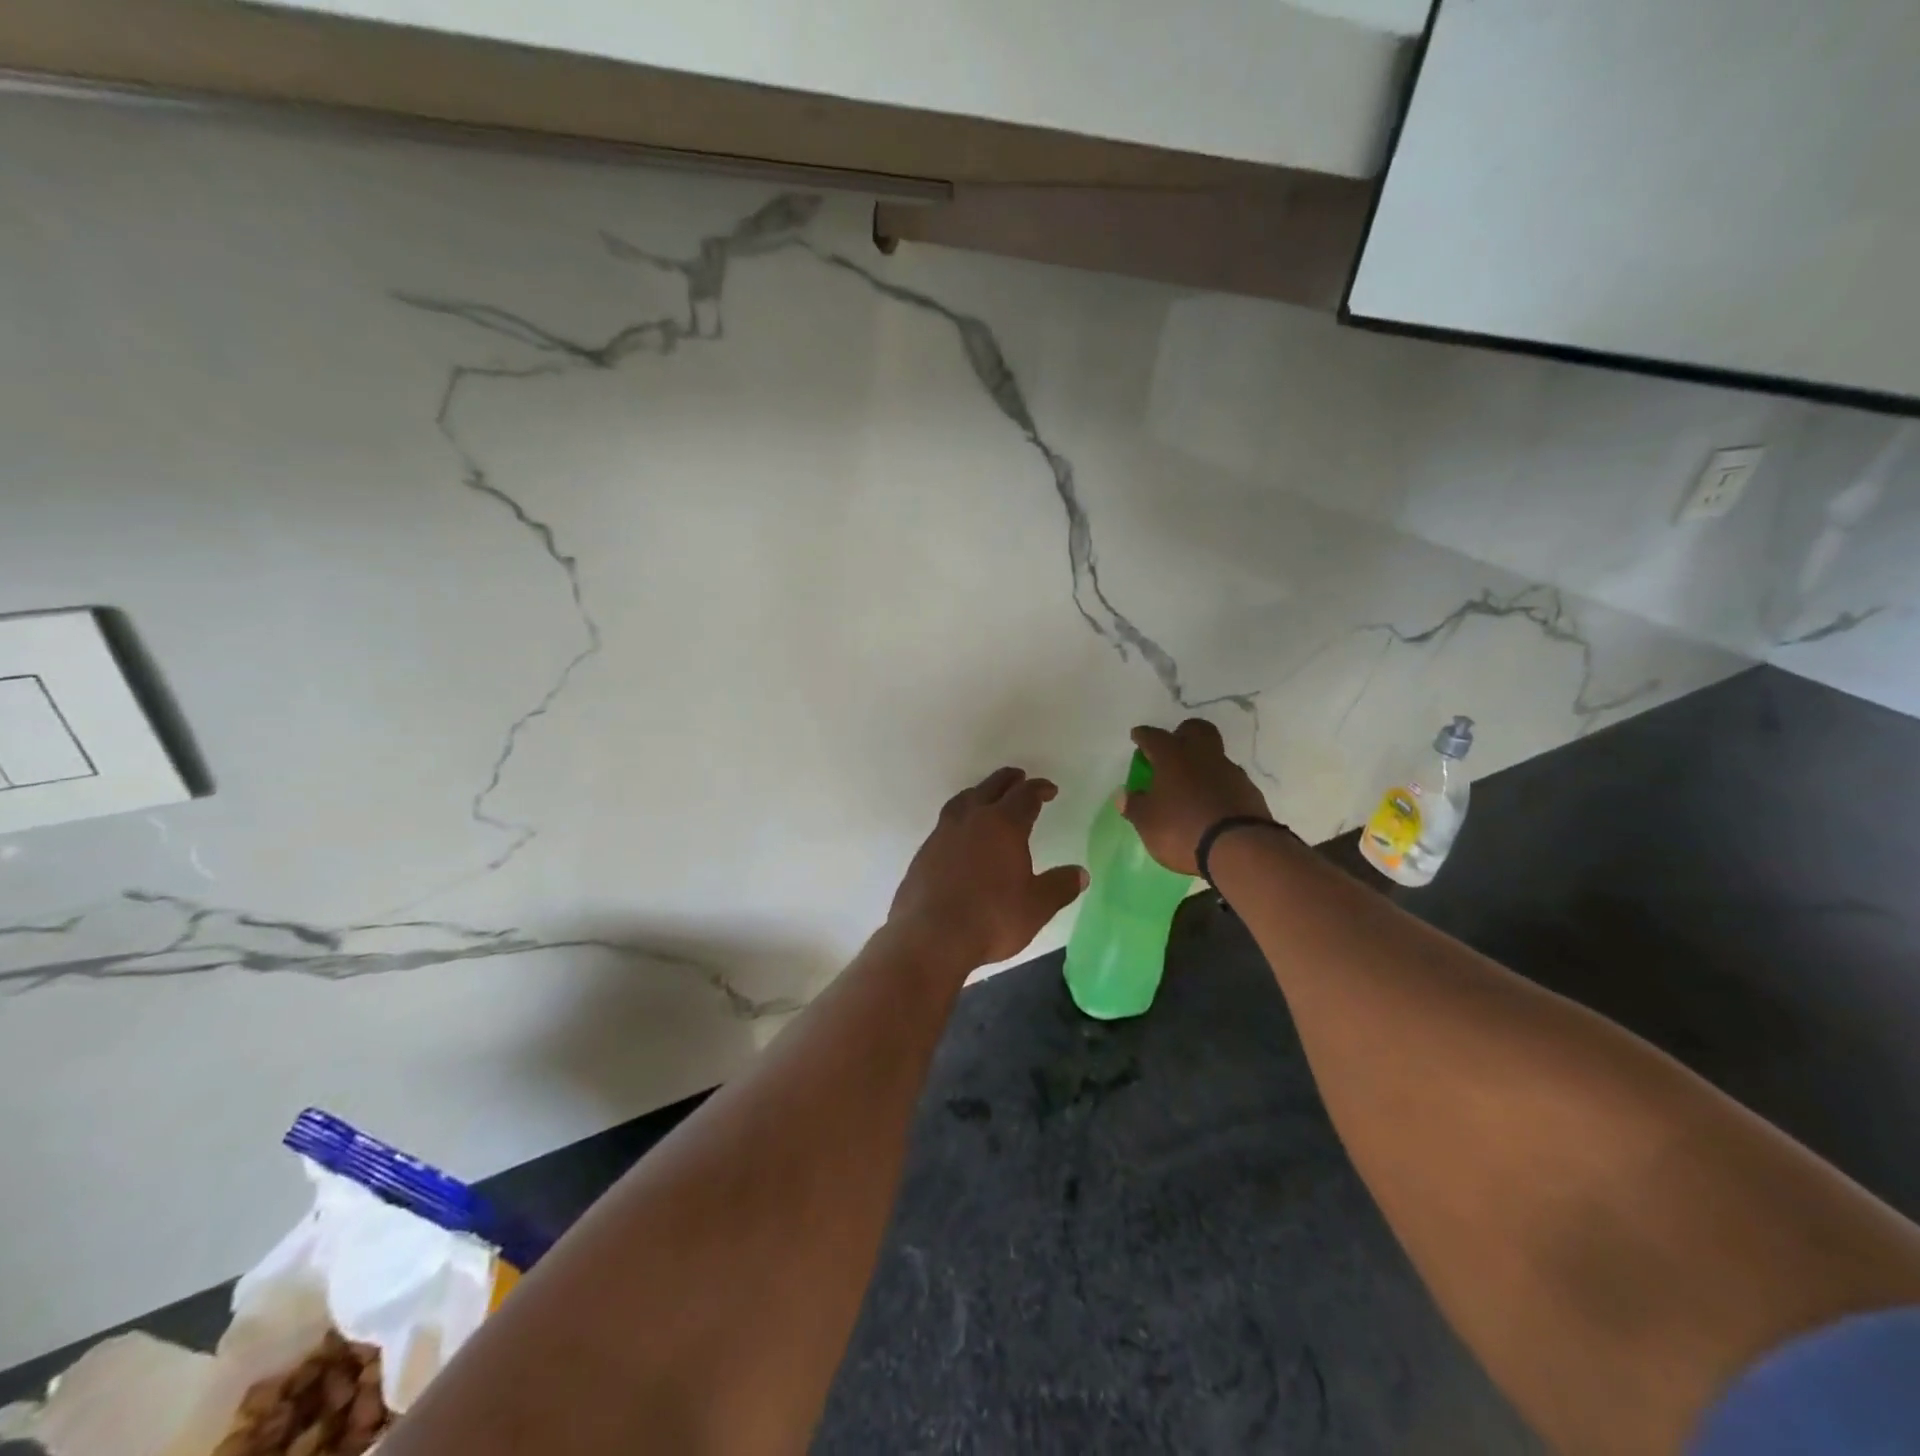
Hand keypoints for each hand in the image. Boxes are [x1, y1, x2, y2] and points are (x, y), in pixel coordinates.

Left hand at [889, 767, 1088, 968]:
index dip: (1039, 789)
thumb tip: (1081, 874)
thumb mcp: (1036, 906)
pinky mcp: (924, 852)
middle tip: (1018, 777)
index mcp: (1003, 825)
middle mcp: (971, 820)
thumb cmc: (991, 918)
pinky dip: (959, 819)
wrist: (931, 937)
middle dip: (1008, 781)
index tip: (1049, 790)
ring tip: (985, 797)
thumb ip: (1059, 886)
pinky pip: (946, 824)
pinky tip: (961, 835)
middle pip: (991, 788)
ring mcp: (942, 834)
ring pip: (963, 801)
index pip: (1024, 796)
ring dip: (978, 793)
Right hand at [1120, 719, 1272, 874]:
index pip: (1153, 736)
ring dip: (1202, 763)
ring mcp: (1230, 771)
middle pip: (1196, 729)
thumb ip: (1135, 806)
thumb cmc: (1182, 829)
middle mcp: (1202, 756)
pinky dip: (1218, 786)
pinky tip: (1211, 803)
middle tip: (1172, 748)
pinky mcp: (1249, 791)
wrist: (1239, 849)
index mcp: (1172, 756)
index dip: (1143, 736)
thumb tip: (1124, 796)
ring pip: (1215, 755)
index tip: (1137, 736)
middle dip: (1182, 733)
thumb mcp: (1147, 822)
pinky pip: (1229, 780)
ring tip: (1191, 784)